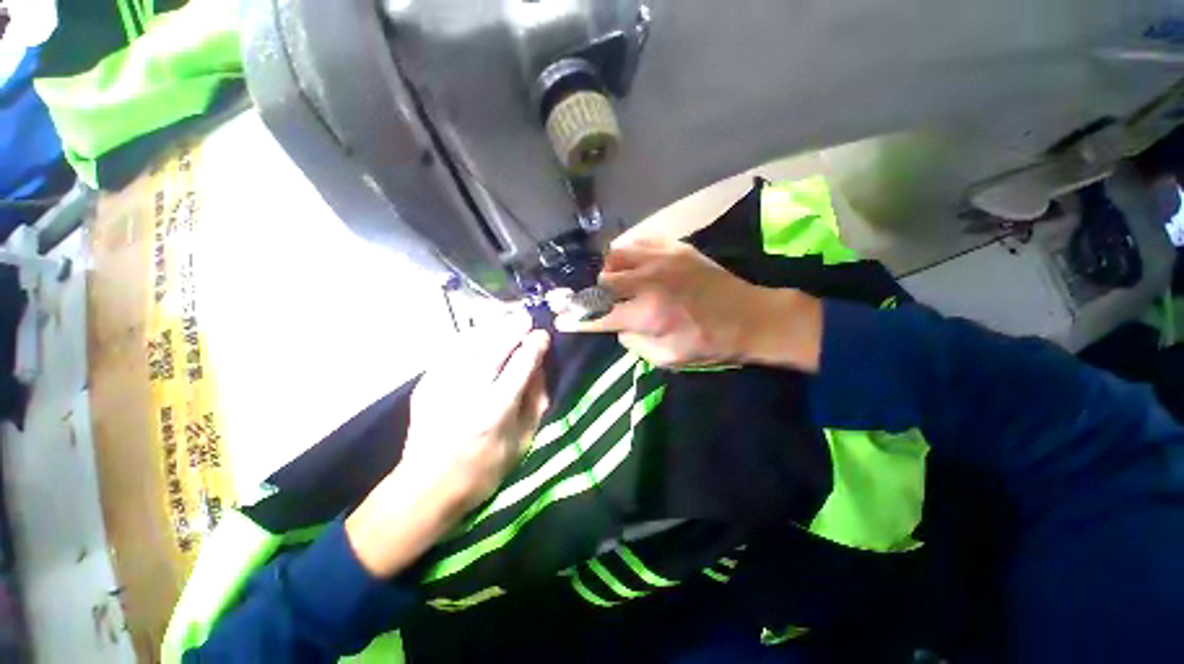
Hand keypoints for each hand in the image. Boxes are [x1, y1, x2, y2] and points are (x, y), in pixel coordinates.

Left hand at [346, 312, 549, 577]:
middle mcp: (469, 393)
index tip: (542, 335)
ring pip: (470, 345)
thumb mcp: (521, 442)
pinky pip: (449, 352)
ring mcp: (443, 387)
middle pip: (494, 349)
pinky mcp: (426, 385)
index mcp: (495, 412)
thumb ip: (534, 403)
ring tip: (505, 320)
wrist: (425, 487)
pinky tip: (478, 335)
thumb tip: (539, 368)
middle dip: (512, 329)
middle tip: (525, 316)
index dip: (534, 347)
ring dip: (490, 329)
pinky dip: (467, 339)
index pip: (520, 367)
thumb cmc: (483, 470)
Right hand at [556, 238, 822, 371]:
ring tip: (611, 281)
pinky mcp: (675, 246)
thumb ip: (634, 342)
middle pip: (601, 280)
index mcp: (647, 314)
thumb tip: (617, 326)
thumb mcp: (667, 358)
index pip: (598, 315)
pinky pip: (637, 240)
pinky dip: (626, 253)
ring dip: (607, 270)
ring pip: (615, 255)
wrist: (750, 316)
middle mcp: (648, 282)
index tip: (559, 318)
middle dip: (588, 293)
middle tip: (585, 299)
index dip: (576, 318)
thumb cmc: (709, 344)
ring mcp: (661, 259)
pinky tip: (630, 263)